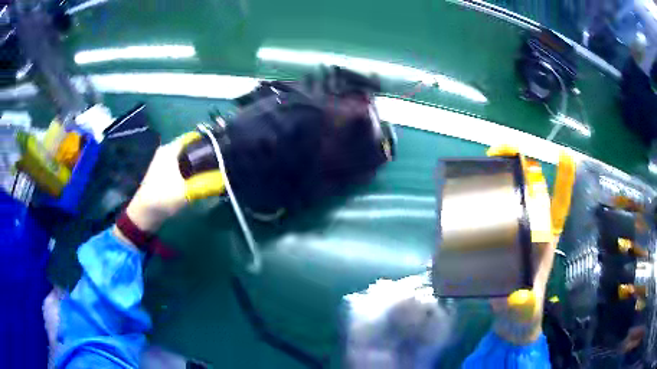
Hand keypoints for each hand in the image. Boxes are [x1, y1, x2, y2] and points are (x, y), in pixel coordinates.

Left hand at [123, 132, 224, 232]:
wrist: (144, 214)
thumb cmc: (163, 197)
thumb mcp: (186, 191)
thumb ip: (206, 184)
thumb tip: (225, 179)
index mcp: (170, 149)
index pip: (192, 137)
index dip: (206, 141)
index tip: (219, 148)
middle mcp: (166, 151)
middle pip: (189, 147)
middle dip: (202, 153)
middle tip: (218, 162)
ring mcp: (162, 163)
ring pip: (184, 157)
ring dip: (196, 163)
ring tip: (211, 170)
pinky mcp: (162, 173)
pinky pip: (179, 166)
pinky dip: (189, 170)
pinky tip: (197, 179)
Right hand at [486, 145, 575, 343]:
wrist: (512, 320)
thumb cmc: (525, 312)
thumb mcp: (527, 310)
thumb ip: (524, 305)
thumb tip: (517, 297)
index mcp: (546, 237)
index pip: (556, 201)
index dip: (559, 177)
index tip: (558, 154)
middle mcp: (533, 228)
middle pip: (532, 188)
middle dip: (519, 166)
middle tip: (494, 156)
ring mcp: (515, 232)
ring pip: (512, 196)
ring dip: (501, 177)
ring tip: (481, 169)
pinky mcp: (500, 239)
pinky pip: (494, 213)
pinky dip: (485, 199)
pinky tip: (469, 197)